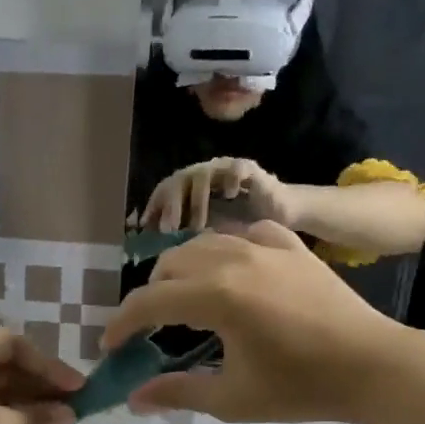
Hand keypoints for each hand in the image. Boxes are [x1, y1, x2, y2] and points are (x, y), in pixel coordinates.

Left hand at [0, 327, 82, 423]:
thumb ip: (34, 418)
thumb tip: (70, 416)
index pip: (11, 344)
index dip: (49, 366)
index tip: (79, 388)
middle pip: (1, 363)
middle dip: (37, 385)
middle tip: (74, 405)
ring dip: (23, 402)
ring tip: (59, 419)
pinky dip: (3, 414)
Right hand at [104, 222, 405, 423]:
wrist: (373, 366)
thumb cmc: (301, 388)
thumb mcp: (232, 399)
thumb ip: (178, 393)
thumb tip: (134, 399)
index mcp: (215, 296)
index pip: (149, 301)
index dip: (121, 324)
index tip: (110, 347)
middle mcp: (232, 260)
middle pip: (169, 266)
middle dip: (150, 297)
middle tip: (151, 330)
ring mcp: (264, 247)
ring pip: (202, 244)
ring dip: (182, 271)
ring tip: (187, 301)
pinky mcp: (291, 246)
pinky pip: (245, 235)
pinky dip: (226, 251)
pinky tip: (233, 271)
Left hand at [141, 158, 287, 231]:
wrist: (279, 212)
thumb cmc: (242, 224)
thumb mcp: (209, 233)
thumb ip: (185, 237)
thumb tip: (158, 255)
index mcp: (191, 187)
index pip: (166, 189)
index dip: (154, 206)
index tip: (145, 228)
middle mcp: (205, 174)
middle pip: (179, 179)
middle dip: (171, 204)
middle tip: (169, 229)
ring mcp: (225, 169)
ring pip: (203, 174)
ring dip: (197, 200)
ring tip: (197, 226)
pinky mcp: (249, 168)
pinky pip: (235, 168)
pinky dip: (229, 180)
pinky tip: (228, 196)